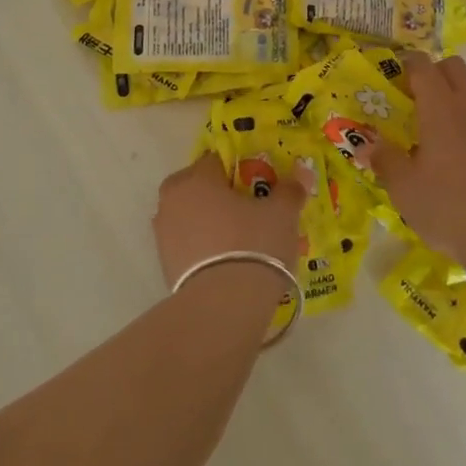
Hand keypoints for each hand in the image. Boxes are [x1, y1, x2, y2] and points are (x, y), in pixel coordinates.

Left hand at [153, 151, 305, 288]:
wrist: (223, 306)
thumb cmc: (253, 245)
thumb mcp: (281, 214)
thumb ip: (290, 189)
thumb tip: (301, 171)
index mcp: (196, 178)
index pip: (217, 160)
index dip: (241, 171)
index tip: (260, 186)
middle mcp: (172, 199)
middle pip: (200, 187)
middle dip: (221, 195)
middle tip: (250, 212)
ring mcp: (163, 233)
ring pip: (192, 216)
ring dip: (211, 222)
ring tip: (241, 241)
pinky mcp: (164, 264)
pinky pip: (188, 244)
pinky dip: (204, 246)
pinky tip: (227, 262)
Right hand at [371, 53, 465, 276]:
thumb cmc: (448, 210)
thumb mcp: (403, 189)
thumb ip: (383, 159)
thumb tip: (365, 143)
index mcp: (441, 108)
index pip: (423, 66)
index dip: (406, 64)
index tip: (393, 78)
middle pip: (454, 66)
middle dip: (433, 72)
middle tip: (415, 99)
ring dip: (456, 92)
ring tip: (440, 124)